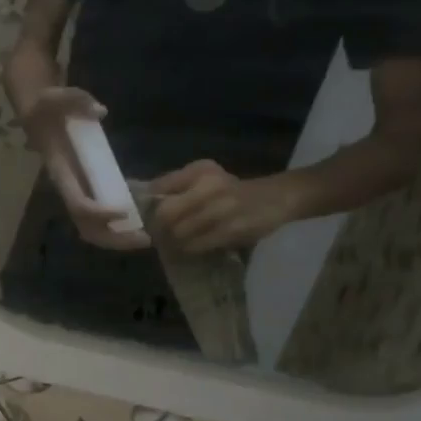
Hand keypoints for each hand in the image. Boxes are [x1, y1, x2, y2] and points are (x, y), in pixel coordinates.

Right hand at [18, 86, 150, 251]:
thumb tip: (99, 111)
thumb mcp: (59, 96)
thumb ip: (77, 101)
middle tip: (145, 239)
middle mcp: (68, 188)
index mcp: (61, 172)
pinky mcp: (86, 188)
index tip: (124, 211)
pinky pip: (99, 218)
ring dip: (117, 238)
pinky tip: (141, 225)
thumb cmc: (49, 105)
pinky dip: (118, 228)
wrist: (39, 111)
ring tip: (147, 239)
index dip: (99, 212)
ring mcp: (77, 190)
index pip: (78, 203)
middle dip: (113, 237)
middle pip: (86, 226)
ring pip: (92, 227)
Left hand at [149, 161, 301, 252]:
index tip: (144, 218)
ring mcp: (221, 208)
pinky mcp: (231, 229)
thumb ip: (176, 185)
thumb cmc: (233, 190)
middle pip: (165, 213)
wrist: (276, 198)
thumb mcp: (206, 178)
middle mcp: (208, 184)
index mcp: (199, 170)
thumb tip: (143, 200)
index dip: (146, 206)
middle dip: (158, 229)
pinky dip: (189, 250)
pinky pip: (197, 245)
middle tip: (157, 237)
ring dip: (172, 243)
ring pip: (179, 232)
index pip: (158, 187)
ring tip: (172, 246)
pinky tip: (189, 250)